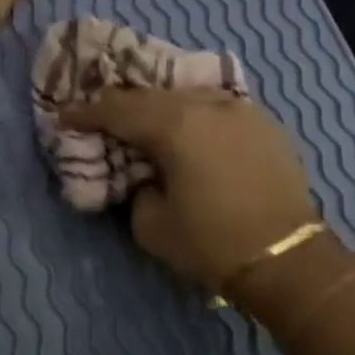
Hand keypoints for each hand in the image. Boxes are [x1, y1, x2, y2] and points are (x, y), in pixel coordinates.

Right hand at [58, 88, 317, 290]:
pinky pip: (217, 108)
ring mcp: (242, 110)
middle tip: (99, 114)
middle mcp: (208, 105)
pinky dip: (194, 115)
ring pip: (188, 96)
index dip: (87, 113)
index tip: (65, 116)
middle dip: (121, 104)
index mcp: (176, 126)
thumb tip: (146, 176)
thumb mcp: (152, 226)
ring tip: (143, 119)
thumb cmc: (213, 243)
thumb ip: (138, 189)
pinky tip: (188, 128)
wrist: (288, 257)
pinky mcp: (265, 123)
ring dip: (160, 106)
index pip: (119, 110)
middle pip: (152, 96)